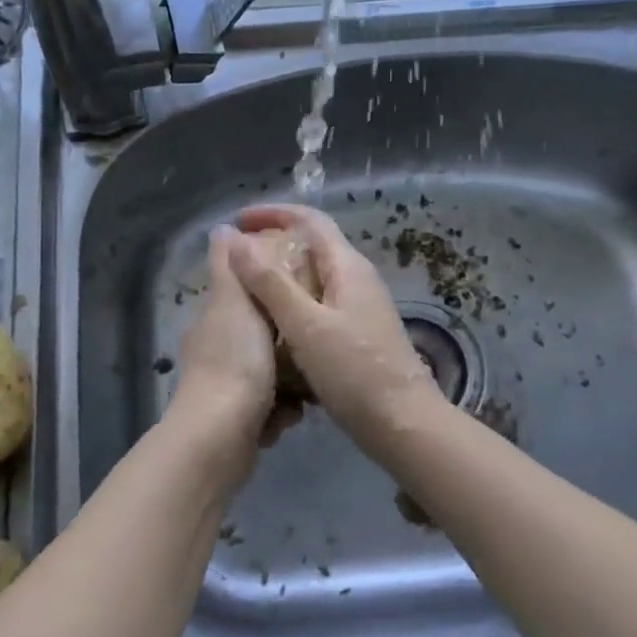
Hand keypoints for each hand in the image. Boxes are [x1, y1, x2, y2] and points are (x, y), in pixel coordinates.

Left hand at [171, 226, 301, 464]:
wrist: (220, 437)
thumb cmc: (236, 362)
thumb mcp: (235, 303)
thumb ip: (230, 268)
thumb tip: (221, 228)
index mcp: (216, 321)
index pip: (248, 296)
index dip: (274, 293)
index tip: (303, 295)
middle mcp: (216, 353)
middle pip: (264, 339)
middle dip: (289, 348)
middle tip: (312, 348)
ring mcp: (224, 390)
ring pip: (271, 377)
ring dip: (288, 386)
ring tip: (301, 391)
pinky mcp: (235, 423)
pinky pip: (269, 409)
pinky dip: (278, 413)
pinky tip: (286, 417)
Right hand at [227, 205, 446, 451]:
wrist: (402, 423)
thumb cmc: (353, 371)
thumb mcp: (305, 325)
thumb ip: (270, 282)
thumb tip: (234, 239)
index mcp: (347, 266)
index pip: (310, 219)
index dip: (273, 213)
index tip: (238, 220)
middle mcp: (356, 278)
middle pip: (312, 245)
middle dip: (274, 245)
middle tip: (236, 259)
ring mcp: (360, 307)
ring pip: (314, 278)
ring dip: (281, 277)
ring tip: (247, 291)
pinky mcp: (358, 333)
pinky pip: (319, 305)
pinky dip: (293, 305)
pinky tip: (273, 326)